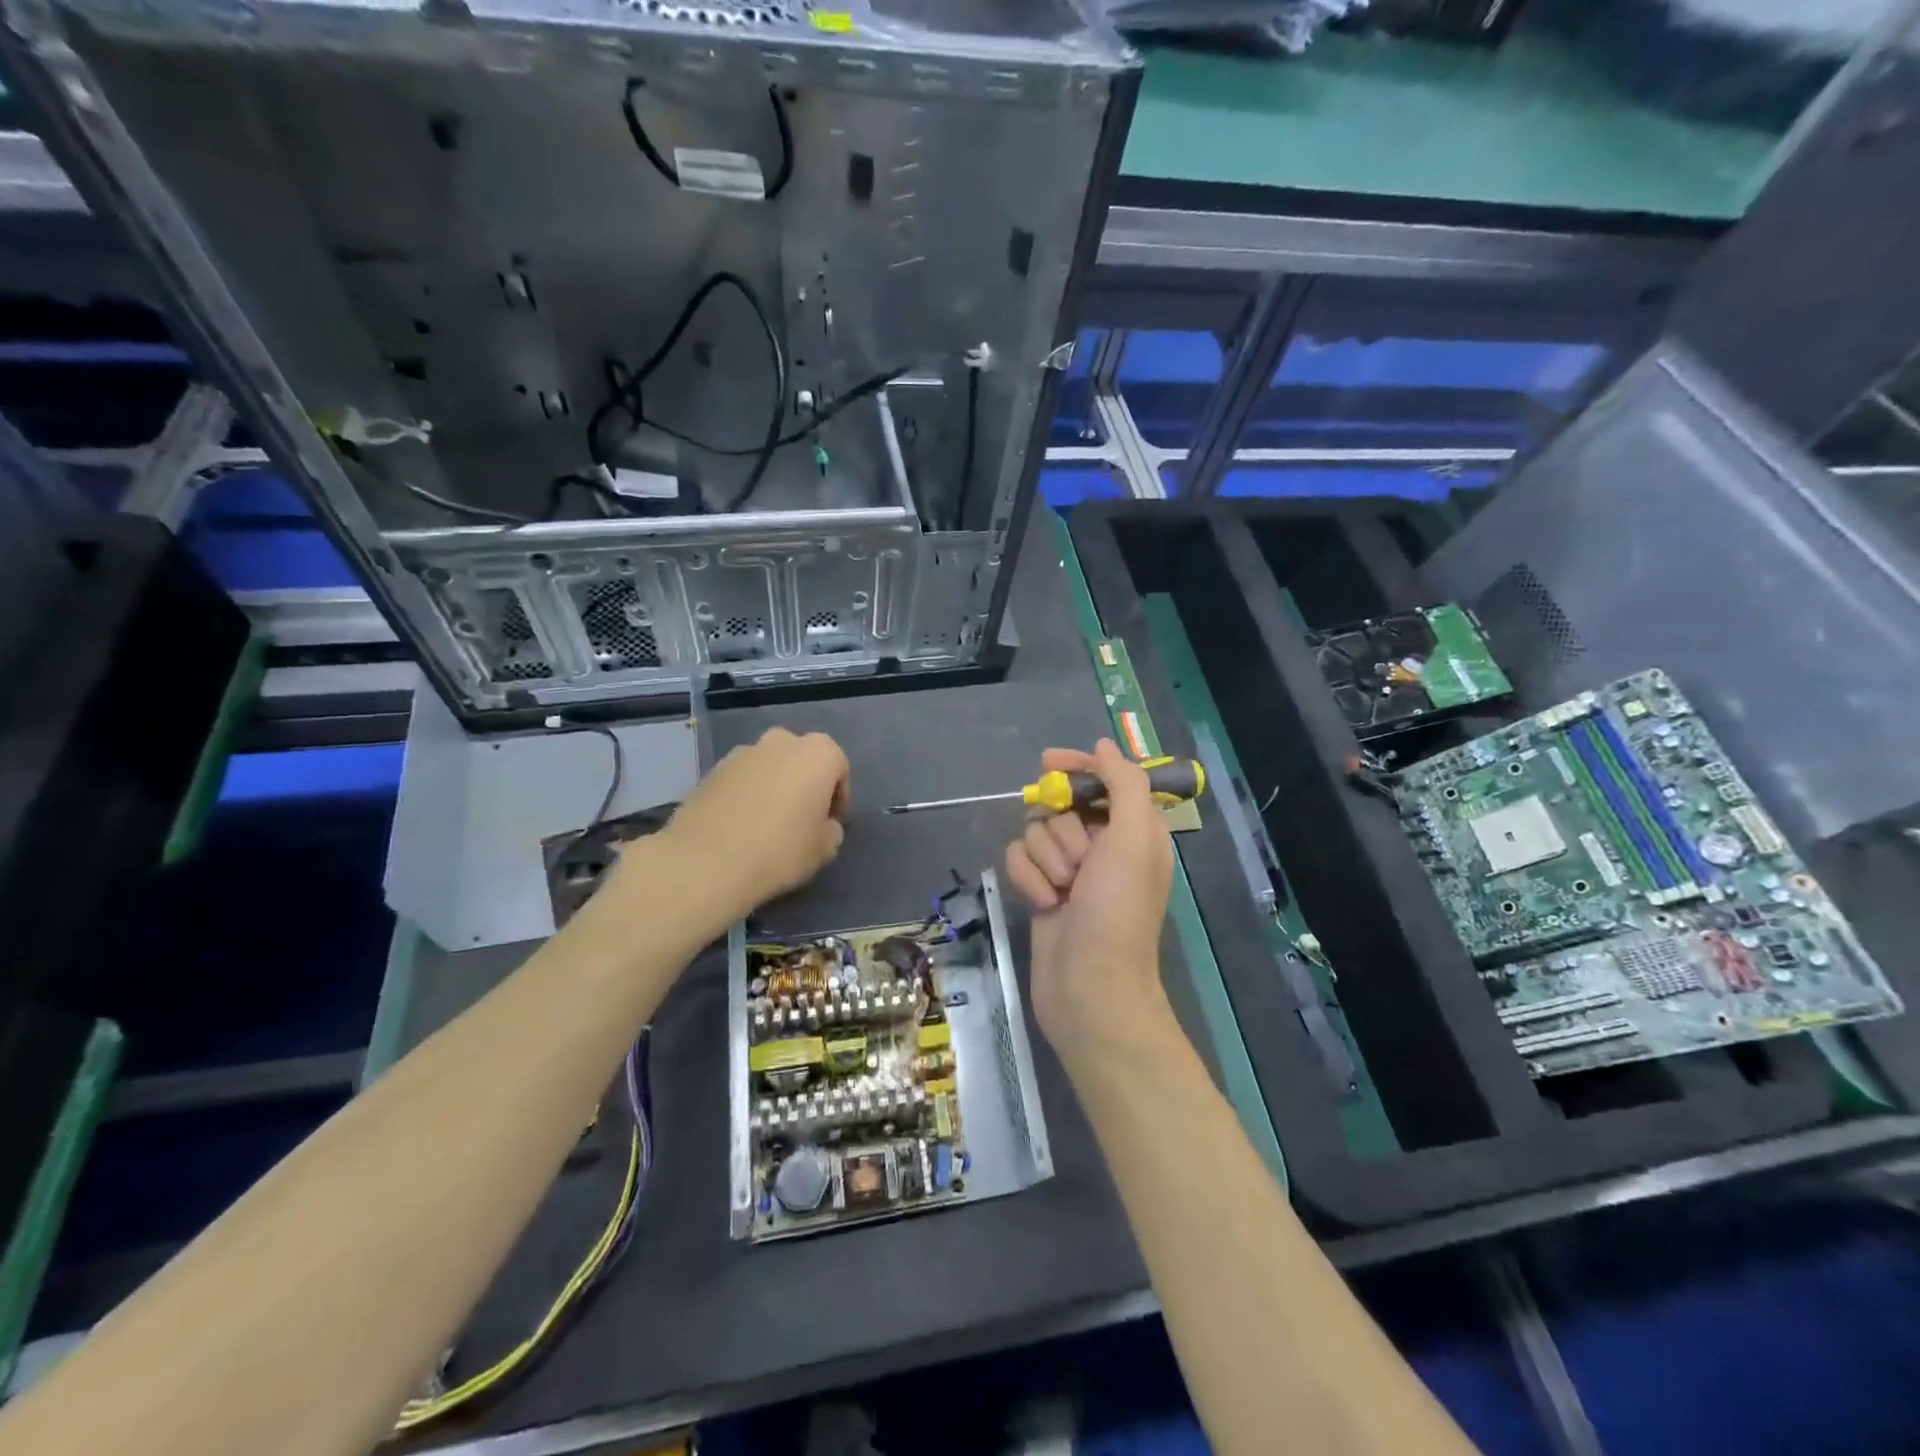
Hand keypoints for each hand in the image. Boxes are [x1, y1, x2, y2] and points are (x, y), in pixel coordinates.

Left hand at [644, 727, 849, 915]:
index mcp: (818, 753)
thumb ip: (831, 830)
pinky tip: (740, 827)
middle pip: (802, 760)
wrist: (705, 862)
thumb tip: (821, 825)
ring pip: (769, 767)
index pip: (839, 769)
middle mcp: (781, 741)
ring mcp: (742, 752)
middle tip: (801, 819)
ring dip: (774, 787)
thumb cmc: (779, 850)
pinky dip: (746, 795)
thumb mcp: (824, 849)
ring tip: (767, 824)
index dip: (838, 799)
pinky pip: (741, 780)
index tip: (830, 824)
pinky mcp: (711, 770)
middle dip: (805, 784)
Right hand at [1003, 739, 1177, 1069]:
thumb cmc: (1118, 911)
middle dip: (1063, 831)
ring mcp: (1070, 871)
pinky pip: (1019, 861)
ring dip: (1046, 859)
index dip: (1077, 768)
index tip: (1047, 763)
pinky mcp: (1043, 891)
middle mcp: (1103, 846)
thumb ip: (1123, 784)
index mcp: (1134, 831)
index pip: (1103, 780)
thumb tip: (1103, 745)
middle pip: (1062, 804)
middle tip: (1079, 863)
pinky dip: (1029, 879)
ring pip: (1036, 832)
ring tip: (1064, 892)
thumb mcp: (1134, 839)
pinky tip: (1044, 904)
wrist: (1090, 987)